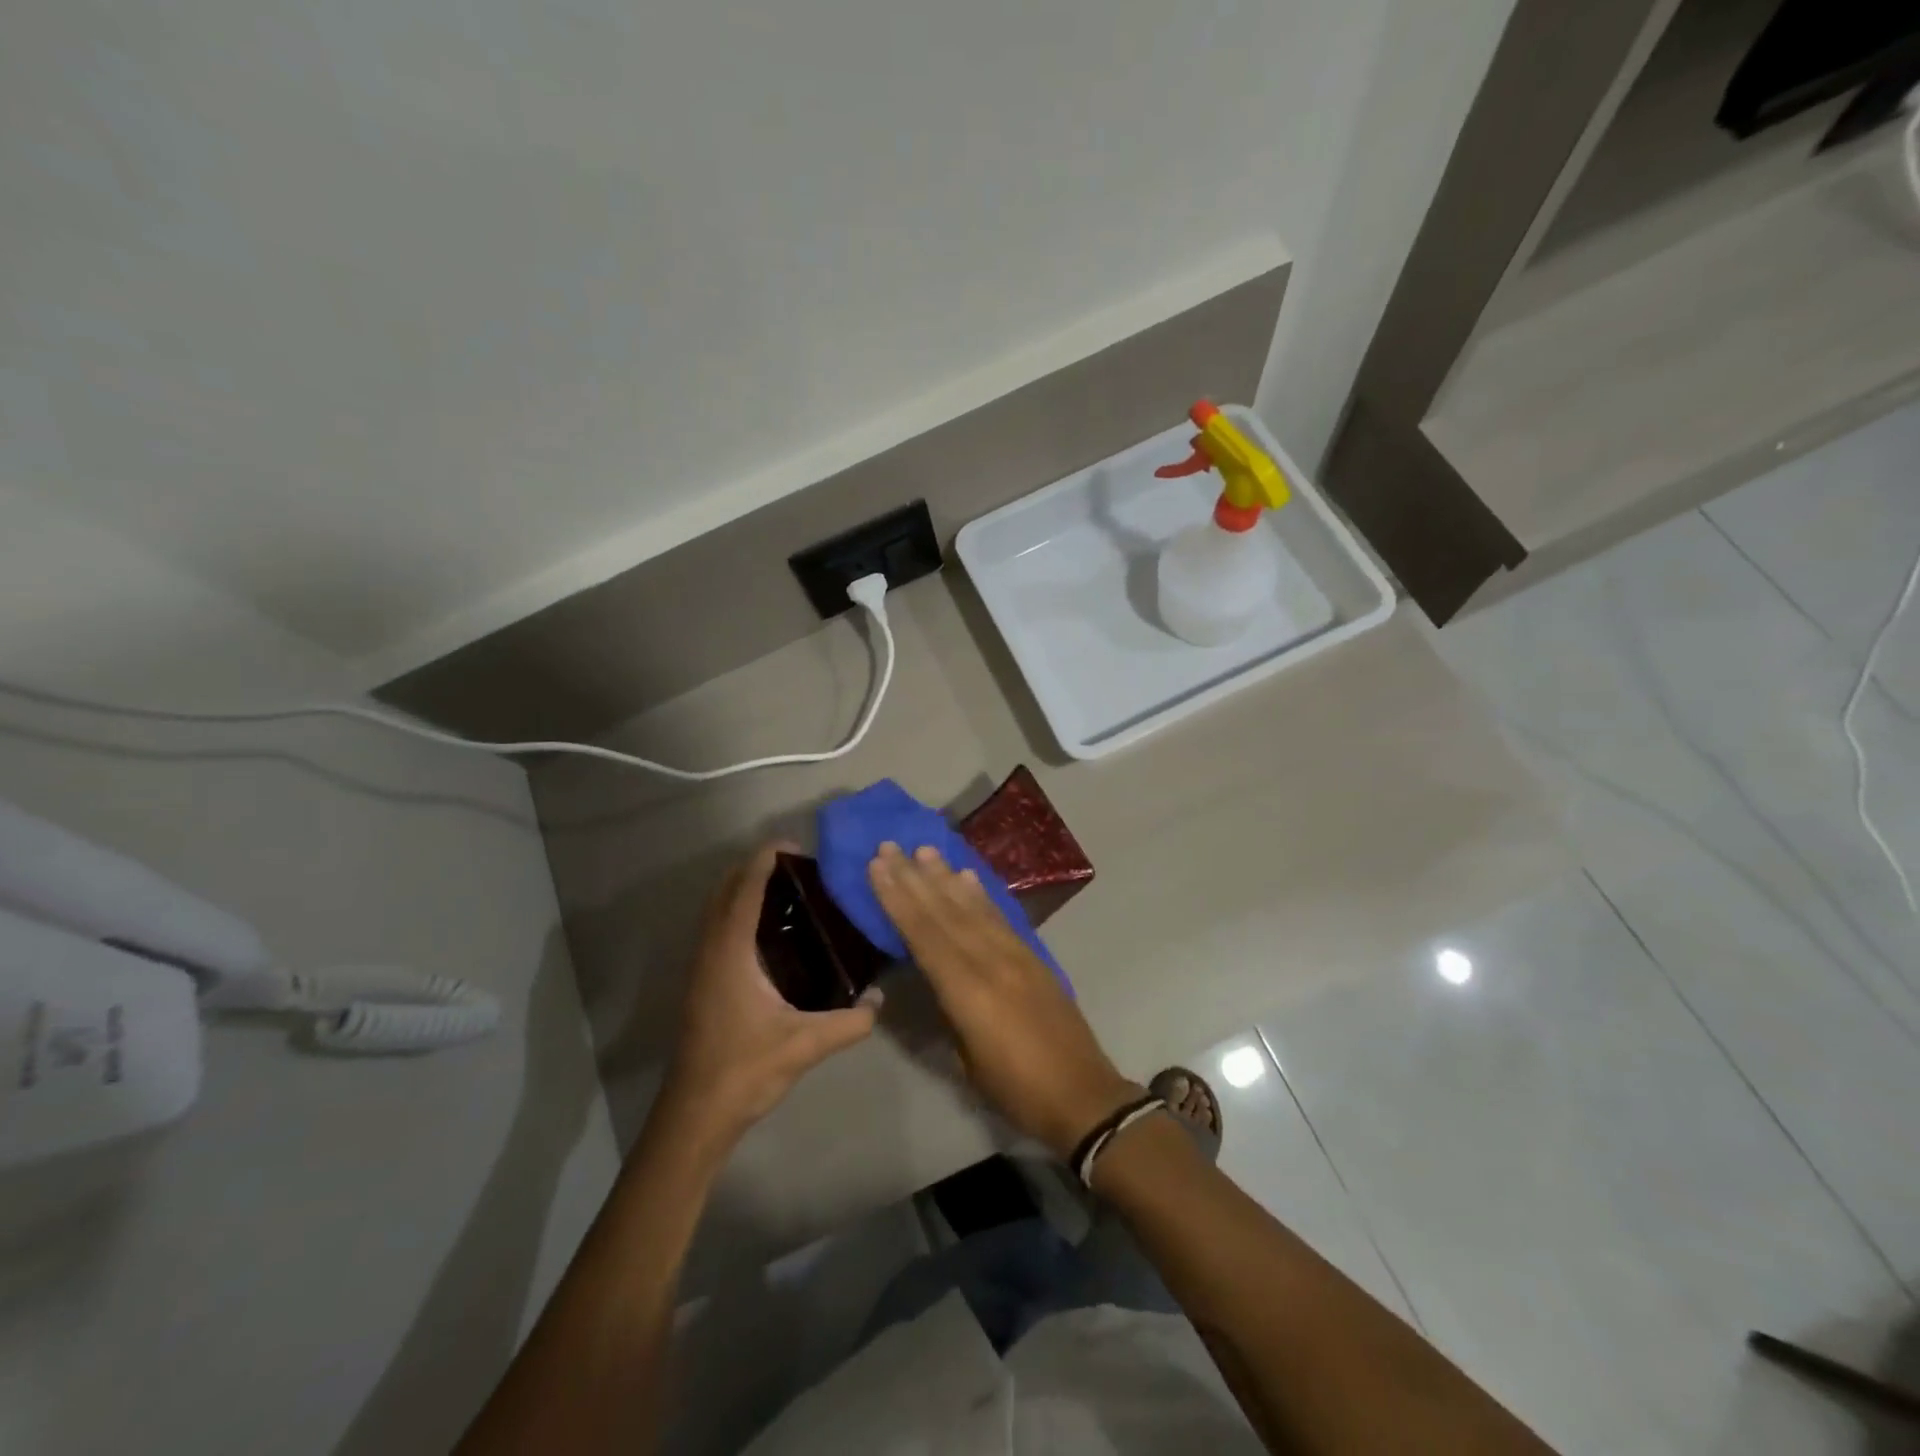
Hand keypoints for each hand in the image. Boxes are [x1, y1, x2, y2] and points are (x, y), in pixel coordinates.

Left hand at [658, 844, 880, 1152]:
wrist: (696, 1114)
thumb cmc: (745, 1070)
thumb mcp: (806, 1045)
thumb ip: (850, 1021)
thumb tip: (880, 998)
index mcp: (731, 953)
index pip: (745, 890)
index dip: (764, 861)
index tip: (793, 845)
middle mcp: (711, 951)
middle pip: (725, 891)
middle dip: (753, 869)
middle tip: (796, 867)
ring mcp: (701, 967)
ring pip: (717, 910)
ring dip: (742, 890)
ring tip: (786, 891)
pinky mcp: (702, 983)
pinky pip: (717, 929)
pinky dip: (737, 912)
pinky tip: (770, 932)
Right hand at [867, 842, 1137, 1158]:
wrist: (1082, 1094)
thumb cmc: (1015, 1089)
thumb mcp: (966, 1058)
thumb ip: (948, 1007)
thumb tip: (932, 972)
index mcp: (968, 991)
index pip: (924, 934)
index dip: (898, 899)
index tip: (878, 866)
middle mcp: (991, 961)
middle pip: (945, 912)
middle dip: (914, 878)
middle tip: (890, 846)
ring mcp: (1016, 954)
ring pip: (973, 907)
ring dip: (945, 877)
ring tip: (924, 849)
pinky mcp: (1034, 955)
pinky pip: (1000, 916)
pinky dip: (980, 894)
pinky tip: (967, 877)